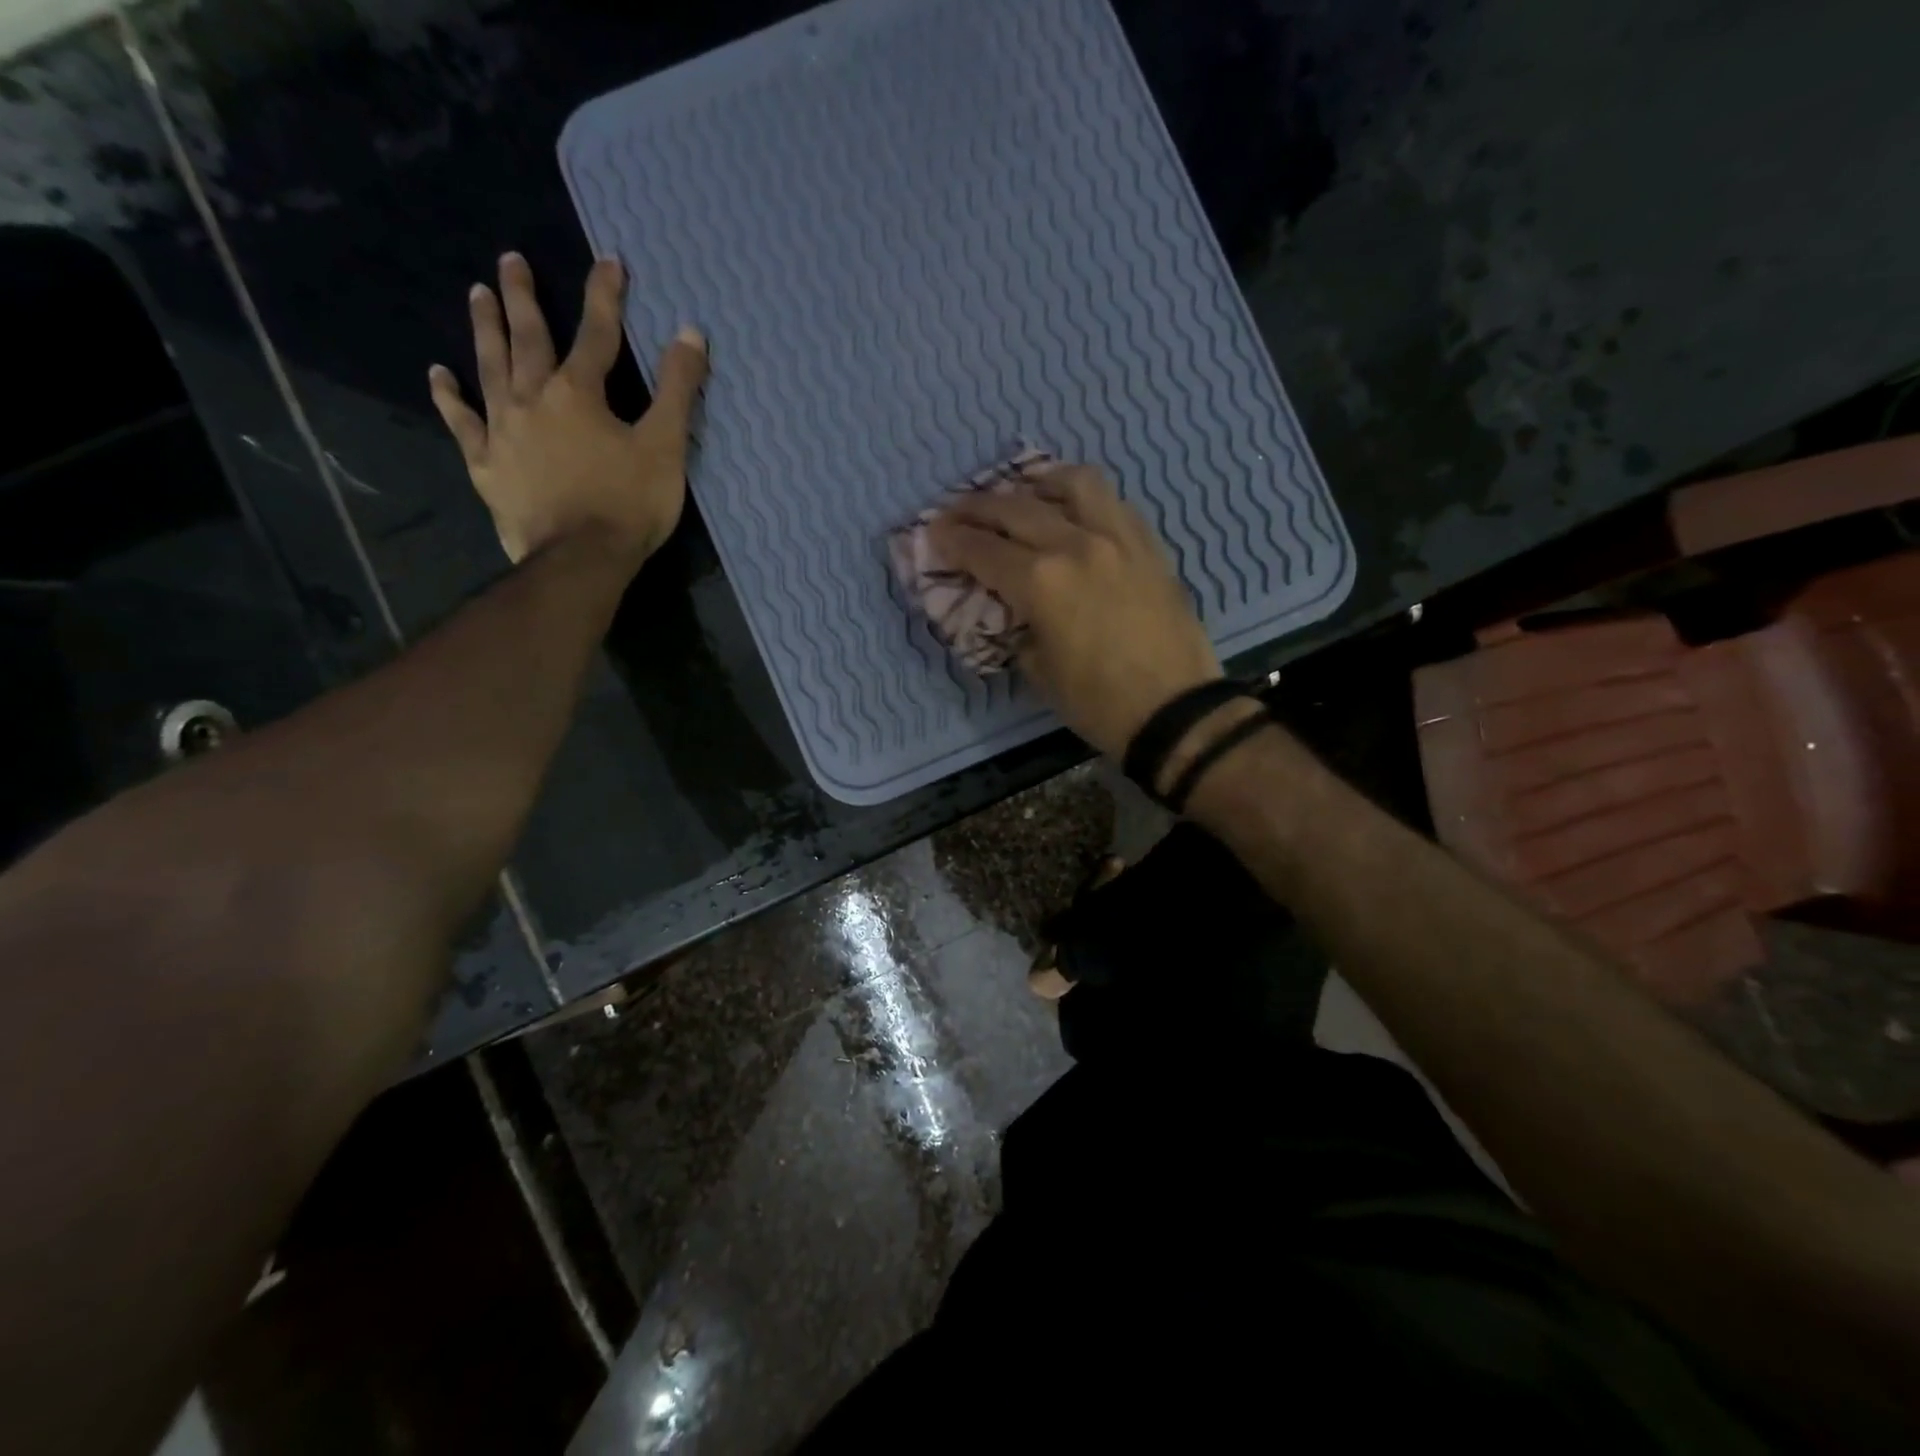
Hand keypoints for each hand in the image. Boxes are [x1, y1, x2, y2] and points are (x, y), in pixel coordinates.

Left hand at [429, 252, 707, 568]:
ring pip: (489, 368)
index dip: (605, 296)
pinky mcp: (486, 465)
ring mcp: (503, 431)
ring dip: (484, 329)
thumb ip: (678, 390)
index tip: (609, 261)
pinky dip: (450, 398)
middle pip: (528, 339)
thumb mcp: (666, 447)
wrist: (581, 559)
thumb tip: (690, 333)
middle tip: (511, 259)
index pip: (596, 334)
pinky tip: (439, 376)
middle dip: (524, 297)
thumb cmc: (629, 504)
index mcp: (579, 393)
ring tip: (477, 294)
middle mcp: (533, 399)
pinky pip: (462, 423)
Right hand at [927, 463, 1222, 758]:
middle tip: (958, 511)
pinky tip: (1073, 509)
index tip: (934, 533)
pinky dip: (1083, 498)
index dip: (952, 541)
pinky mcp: (1148, 545)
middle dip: (978, 507)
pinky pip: (1112, 502)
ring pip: (1073, 484)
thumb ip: (1016, 628)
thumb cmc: (1098, 703)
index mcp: (1041, 582)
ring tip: (1023, 491)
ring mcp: (1117, 538)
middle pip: (1016, 508)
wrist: (1175, 709)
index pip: (983, 550)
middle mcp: (1075, 545)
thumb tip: (1009, 608)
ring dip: (1038, 483)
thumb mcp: (1038, 671)